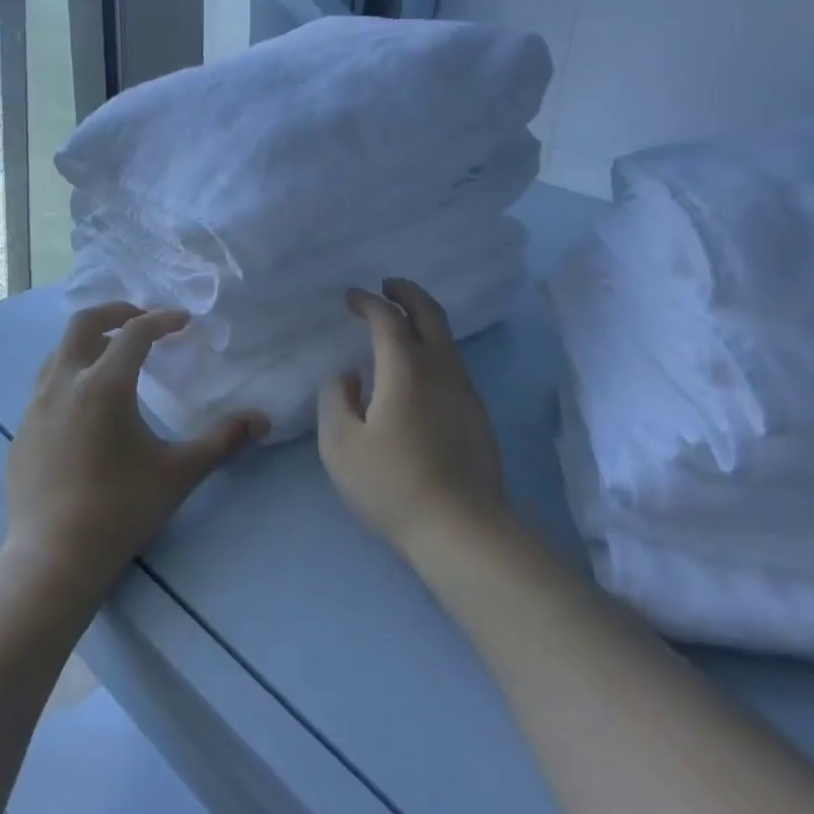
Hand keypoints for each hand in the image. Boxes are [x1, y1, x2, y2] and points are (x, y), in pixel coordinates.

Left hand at [3, 303, 261, 596]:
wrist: (54, 558)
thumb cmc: (121, 510)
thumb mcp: (179, 473)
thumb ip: (222, 441)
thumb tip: (261, 421)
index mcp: (104, 385)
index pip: (135, 333)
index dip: (163, 320)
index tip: (183, 322)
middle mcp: (65, 383)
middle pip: (84, 323)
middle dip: (117, 311)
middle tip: (143, 319)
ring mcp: (36, 405)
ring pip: (60, 351)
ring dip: (90, 341)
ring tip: (115, 355)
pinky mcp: (22, 428)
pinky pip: (46, 383)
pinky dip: (71, 373)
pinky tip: (87, 404)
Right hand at [317, 279, 507, 557]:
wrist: (462, 528)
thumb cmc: (393, 485)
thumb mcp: (341, 445)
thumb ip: (335, 400)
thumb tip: (347, 377)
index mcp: (406, 369)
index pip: (387, 319)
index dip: (367, 302)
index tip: (351, 297)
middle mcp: (441, 368)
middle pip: (430, 313)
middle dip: (407, 292)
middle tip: (387, 286)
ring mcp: (465, 390)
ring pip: (446, 339)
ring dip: (423, 320)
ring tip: (399, 326)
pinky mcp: (477, 414)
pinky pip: (453, 363)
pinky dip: (433, 348)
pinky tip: (417, 372)